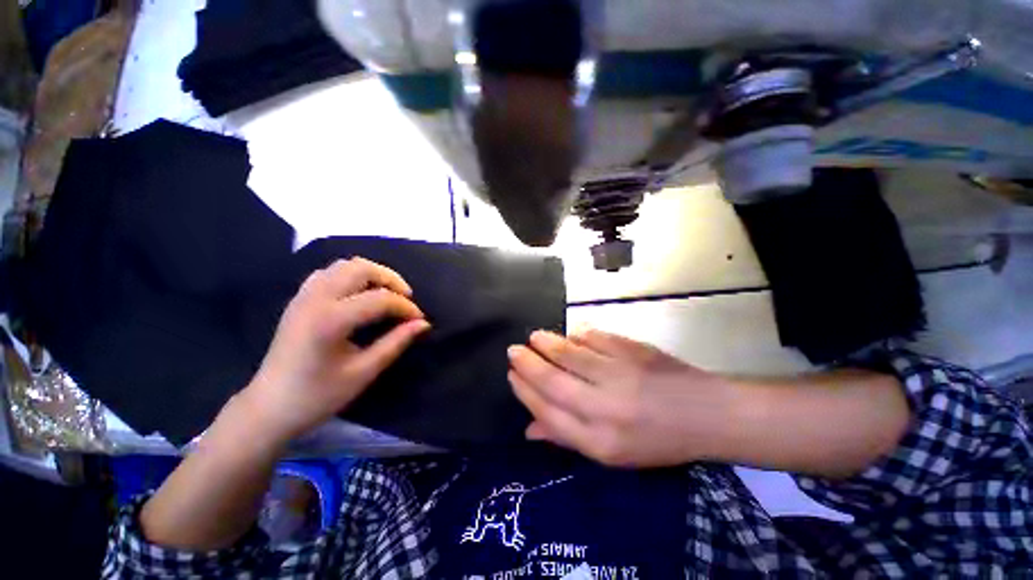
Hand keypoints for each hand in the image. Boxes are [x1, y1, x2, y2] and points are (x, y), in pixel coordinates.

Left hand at [242, 258, 429, 442]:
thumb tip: (423, 324)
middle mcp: (315, 299)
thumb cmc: (318, 396)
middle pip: (361, 268)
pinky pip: (329, 273)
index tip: (419, 319)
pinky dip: (351, 277)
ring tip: (386, 294)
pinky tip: (360, 295)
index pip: (380, 299)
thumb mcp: (363, 372)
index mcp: (330, 321)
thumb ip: (396, 343)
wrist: (269, 407)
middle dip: (390, 279)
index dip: (405, 307)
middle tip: (405, 299)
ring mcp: (303, 296)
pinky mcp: (299, 299)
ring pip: (344, 265)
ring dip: (372, 274)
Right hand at [508, 329, 736, 467]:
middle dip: (527, 364)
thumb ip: (568, 438)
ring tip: (533, 337)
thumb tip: (529, 427)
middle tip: (513, 351)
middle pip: (553, 382)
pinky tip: (569, 335)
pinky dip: (576, 334)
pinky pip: (594, 338)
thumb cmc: (657, 440)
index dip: (525, 392)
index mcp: (600, 441)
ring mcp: (620, 375)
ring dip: (546, 343)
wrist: (706, 415)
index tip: (511, 376)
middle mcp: (606, 409)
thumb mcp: (612, 453)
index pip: (549, 412)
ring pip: (570, 354)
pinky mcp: (633, 351)